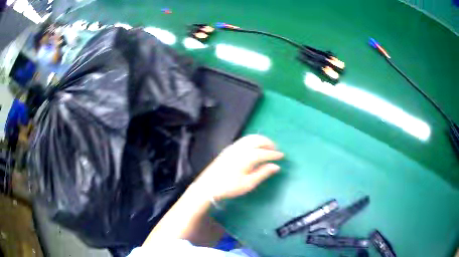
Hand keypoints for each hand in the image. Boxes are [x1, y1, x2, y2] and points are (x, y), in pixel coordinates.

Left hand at [193, 135, 283, 200]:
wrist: (208, 186)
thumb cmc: (229, 187)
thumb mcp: (248, 183)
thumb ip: (263, 173)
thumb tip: (276, 166)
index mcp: (246, 157)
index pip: (264, 153)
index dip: (274, 154)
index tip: (282, 156)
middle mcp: (240, 148)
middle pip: (258, 140)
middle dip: (268, 143)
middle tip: (276, 149)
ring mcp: (233, 147)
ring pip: (250, 138)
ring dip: (261, 140)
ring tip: (267, 147)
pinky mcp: (228, 149)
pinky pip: (244, 140)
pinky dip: (253, 140)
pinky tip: (254, 147)